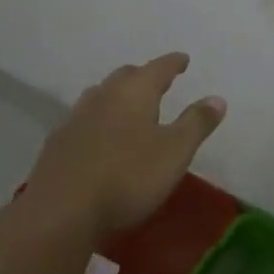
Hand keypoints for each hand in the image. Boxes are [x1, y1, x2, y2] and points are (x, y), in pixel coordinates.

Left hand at [23, 52, 226, 241]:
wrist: (60, 213)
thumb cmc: (127, 177)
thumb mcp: (175, 152)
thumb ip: (196, 123)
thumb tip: (217, 98)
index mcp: (135, 92)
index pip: (159, 68)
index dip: (173, 63)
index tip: (183, 59)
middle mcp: (103, 96)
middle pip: (125, 77)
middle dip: (143, 76)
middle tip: (157, 82)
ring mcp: (75, 119)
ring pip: (100, 96)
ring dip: (116, 96)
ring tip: (127, 107)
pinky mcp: (57, 145)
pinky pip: (83, 121)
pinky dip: (97, 121)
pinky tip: (99, 138)